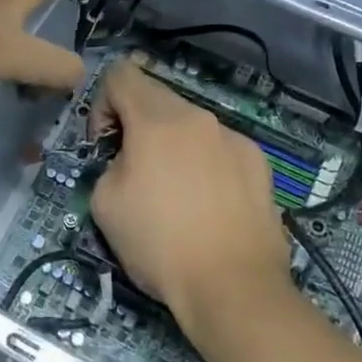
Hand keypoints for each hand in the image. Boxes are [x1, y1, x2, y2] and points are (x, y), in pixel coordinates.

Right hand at [89, 59, 293, 343]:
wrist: (234, 288)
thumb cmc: (159, 244)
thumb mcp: (105, 203)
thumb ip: (109, 163)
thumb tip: (127, 160)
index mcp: (158, 120)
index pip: (120, 74)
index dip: (102, 104)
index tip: (104, 146)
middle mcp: (200, 118)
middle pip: (156, 97)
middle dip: (136, 125)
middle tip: (134, 171)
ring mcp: (235, 139)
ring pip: (190, 126)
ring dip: (172, 146)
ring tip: (174, 195)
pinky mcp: (260, 164)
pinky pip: (218, 149)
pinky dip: (204, 164)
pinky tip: (207, 206)